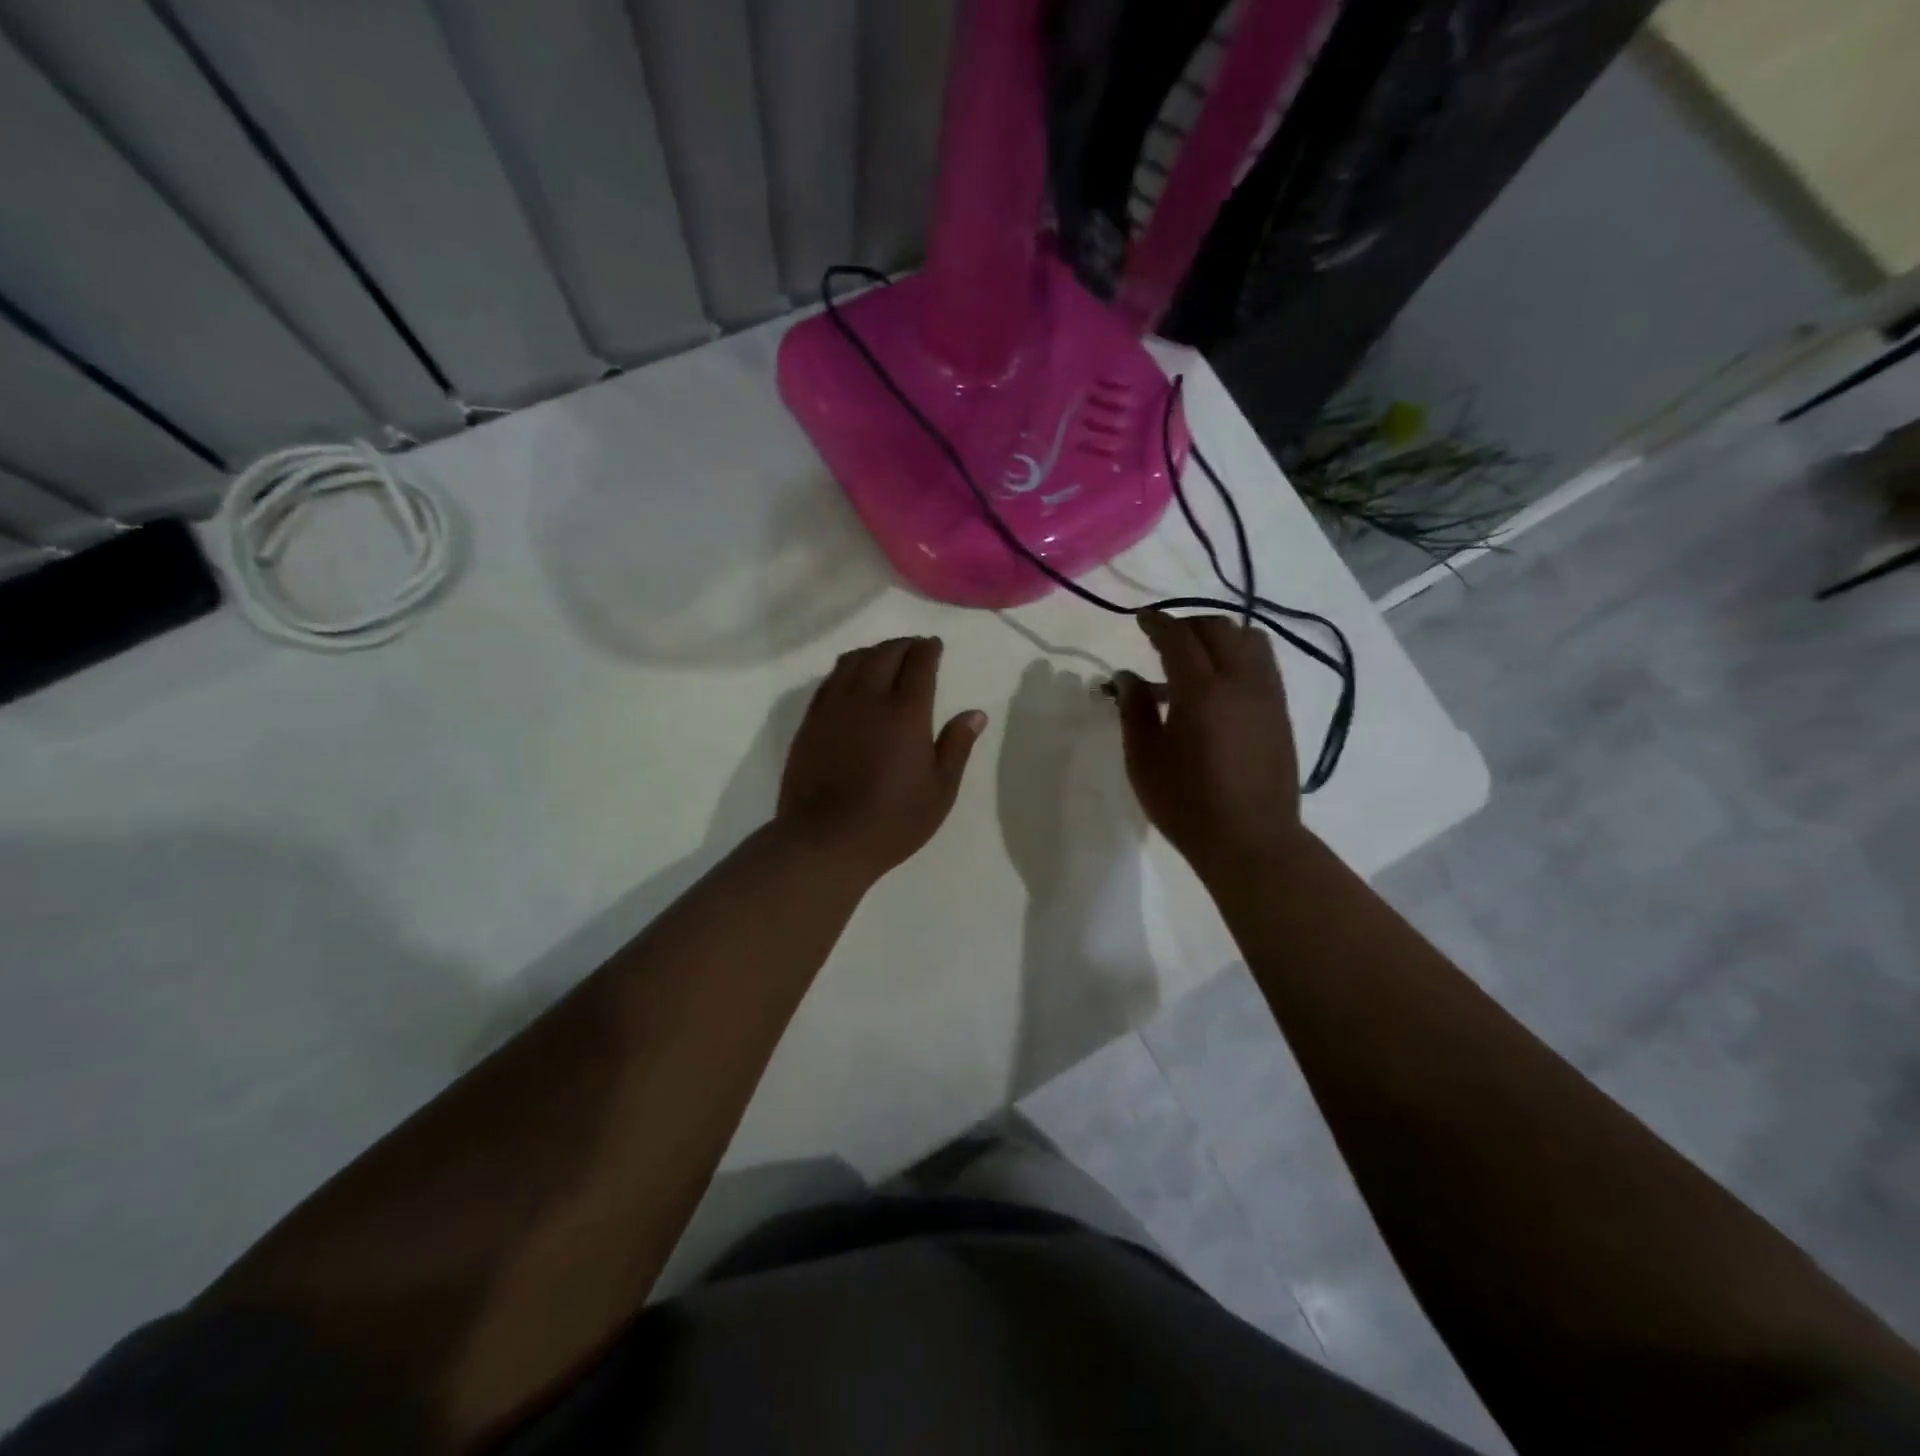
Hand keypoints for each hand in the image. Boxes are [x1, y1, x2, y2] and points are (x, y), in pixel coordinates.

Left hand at [778, 636, 986, 880]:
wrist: (825, 841)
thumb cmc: (892, 821)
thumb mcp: (939, 791)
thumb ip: (957, 746)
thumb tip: (975, 713)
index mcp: (906, 713)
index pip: (919, 663)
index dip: (928, 650)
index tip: (934, 646)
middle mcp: (868, 698)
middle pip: (885, 653)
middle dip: (903, 645)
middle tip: (914, 648)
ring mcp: (834, 707)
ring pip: (853, 660)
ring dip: (873, 652)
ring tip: (884, 657)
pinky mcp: (810, 721)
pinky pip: (829, 680)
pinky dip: (846, 668)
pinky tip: (851, 679)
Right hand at [1115, 613, 1305, 877]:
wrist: (1251, 840)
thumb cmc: (1187, 804)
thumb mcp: (1144, 759)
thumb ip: (1134, 710)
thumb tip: (1126, 676)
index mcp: (1201, 691)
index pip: (1178, 637)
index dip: (1157, 623)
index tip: (1141, 620)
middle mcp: (1241, 681)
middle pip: (1218, 628)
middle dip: (1188, 625)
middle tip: (1163, 641)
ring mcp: (1267, 695)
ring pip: (1249, 639)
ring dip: (1219, 637)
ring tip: (1195, 660)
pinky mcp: (1281, 712)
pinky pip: (1263, 663)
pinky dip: (1239, 656)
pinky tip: (1220, 685)